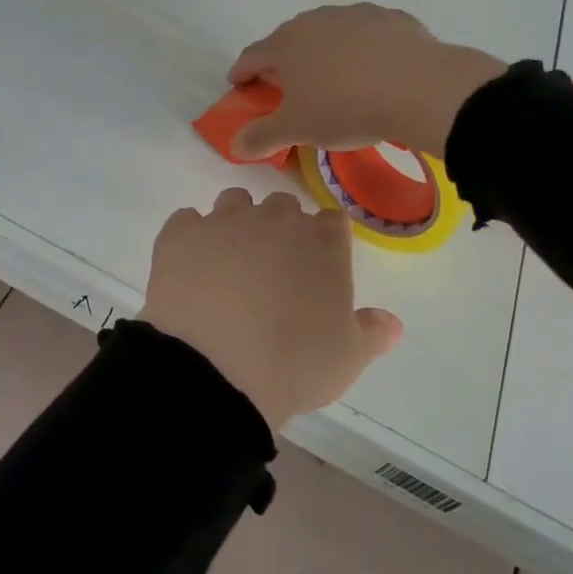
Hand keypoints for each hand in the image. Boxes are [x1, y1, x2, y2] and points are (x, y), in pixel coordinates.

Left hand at [140, 189, 401, 430]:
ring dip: (237, 223)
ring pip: (235, 202)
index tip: (316, 269)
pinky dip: (191, 238)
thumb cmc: (293, 364)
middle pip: (283, 206)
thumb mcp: (347, 359)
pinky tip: (190, 269)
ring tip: (229, 265)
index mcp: (322, 242)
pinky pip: (187, 221)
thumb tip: (391, 322)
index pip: (331, 221)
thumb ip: (371, 333)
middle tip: (272, 272)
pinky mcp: (180, 233)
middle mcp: (275, 219)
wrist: (215, 371)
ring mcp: (225, 221)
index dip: (324, 242)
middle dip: (280, 229)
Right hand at [227, 4, 505, 160]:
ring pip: (329, 33)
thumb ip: (262, 136)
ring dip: (323, 52)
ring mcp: (355, 14)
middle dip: (283, 62)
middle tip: (286, 86)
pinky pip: (367, 35)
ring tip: (332, 78)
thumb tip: (235, 145)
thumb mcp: (297, 130)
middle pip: (289, 40)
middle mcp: (315, 20)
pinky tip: (373, 70)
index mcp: (286, 44)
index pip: (252, 55)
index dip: (242, 72)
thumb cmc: (345, 108)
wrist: (418, 87)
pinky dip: (362, 49)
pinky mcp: (391, 18)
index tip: (239, 85)